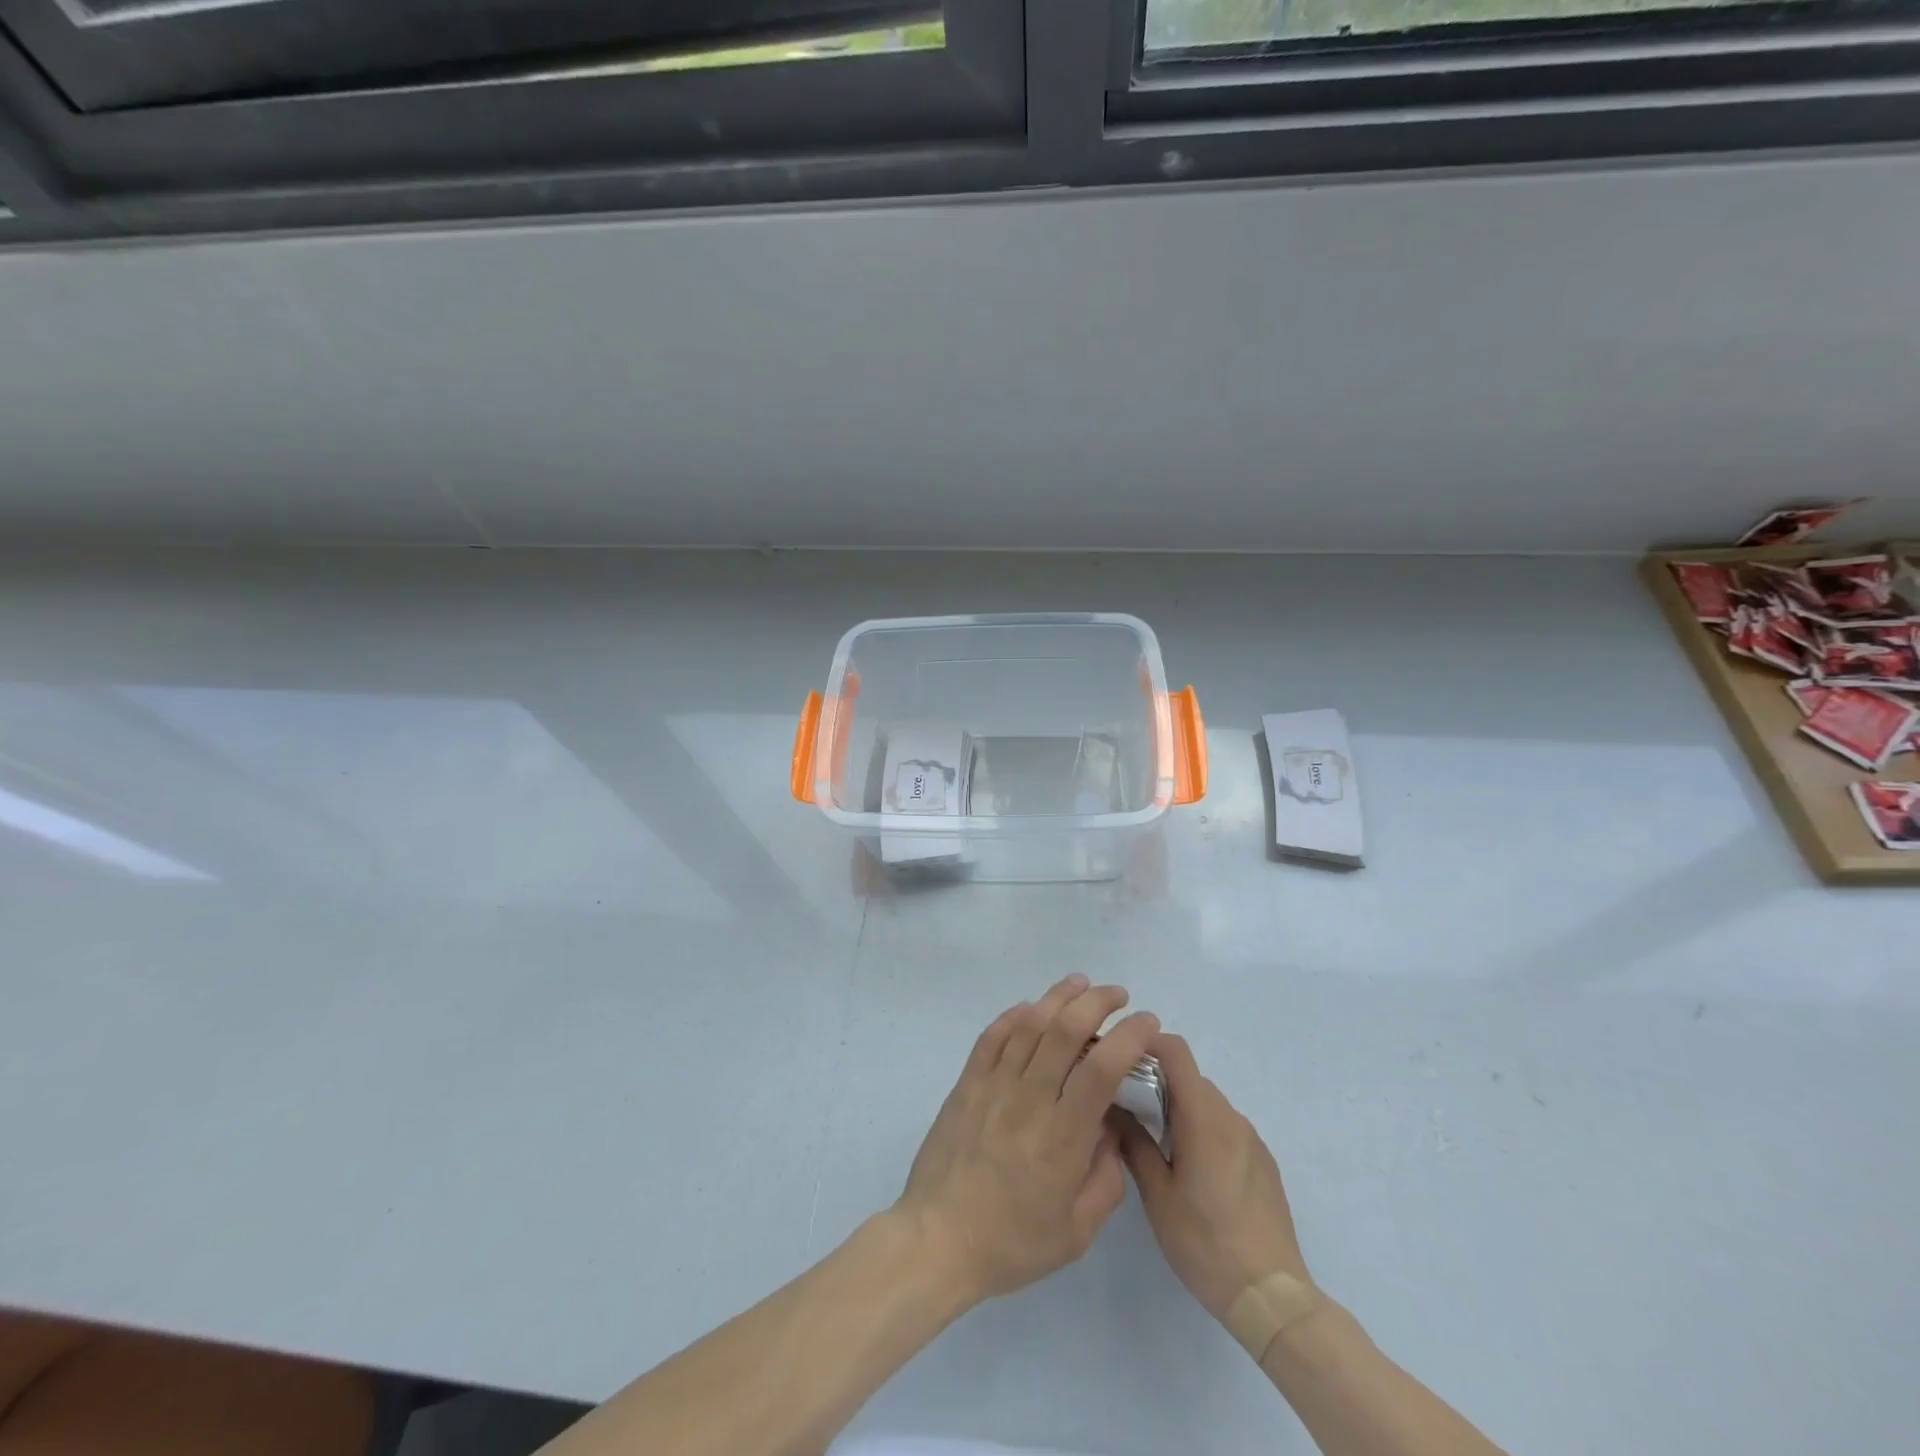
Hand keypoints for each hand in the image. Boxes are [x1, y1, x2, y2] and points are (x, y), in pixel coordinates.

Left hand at [896, 974, 1158, 1305]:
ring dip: (1057, 996)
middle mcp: (1029, 1098)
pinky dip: (1014, 1015)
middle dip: (1096, 1002)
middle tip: (1118, 995)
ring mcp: (993, 1085)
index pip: (1102, 1068)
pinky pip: (992, 1036)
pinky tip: (1030, 1007)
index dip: (1129, 1036)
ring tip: (1080, 984)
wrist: (938, 1239)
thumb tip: (1110, 1129)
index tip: (1148, 1023)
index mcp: (1063, 1135)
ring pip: (1029, 1024)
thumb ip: (1105, 1177)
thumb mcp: (1077, 1230)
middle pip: (1065, 1030)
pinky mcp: (967, 1084)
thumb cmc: (1012, 1242)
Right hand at [1116, 1032, 1312, 1324]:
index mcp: (1204, 1118)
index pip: (1176, 1052)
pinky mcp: (1263, 1161)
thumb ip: (1133, 1143)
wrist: (1271, 1296)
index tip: (1120, 1058)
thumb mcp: (1157, 1195)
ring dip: (1180, 1107)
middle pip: (1190, 1077)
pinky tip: (1192, 1170)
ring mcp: (1251, 1139)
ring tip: (1156, 1141)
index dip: (1147, 1043)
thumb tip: (1111, 1108)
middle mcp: (1231, 1118)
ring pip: (1208, 1103)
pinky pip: (1226, 1127)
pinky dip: (1203, 1128)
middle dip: (1157, 1080)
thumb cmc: (1205, 1243)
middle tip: (1127, 1106)